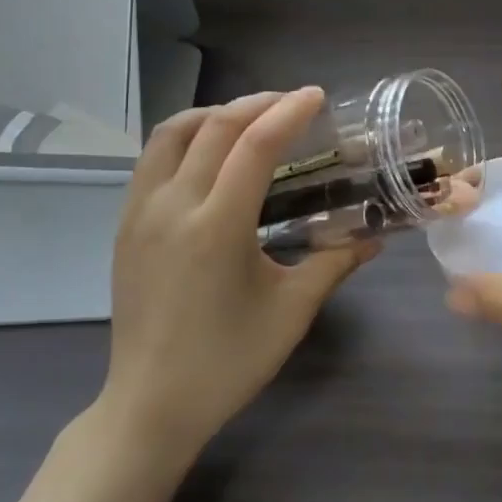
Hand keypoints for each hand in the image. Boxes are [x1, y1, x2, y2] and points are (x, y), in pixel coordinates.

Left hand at [101, 88, 375, 457]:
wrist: (150, 405)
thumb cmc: (228, 362)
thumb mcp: (291, 312)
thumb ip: (334, 263)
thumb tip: (376, 237)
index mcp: (217, 227)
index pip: (255, 145)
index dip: (288, 112)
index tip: (315, 96)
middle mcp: (173, 206)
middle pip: (214, 126)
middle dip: (257, 104)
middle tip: (291, 103)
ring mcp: (140, 212)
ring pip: (172, 132)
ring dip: (214, 113)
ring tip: (249, 118)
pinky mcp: (125, 224)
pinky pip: (152, 158)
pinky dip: (184, 136)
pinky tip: (208, 153)